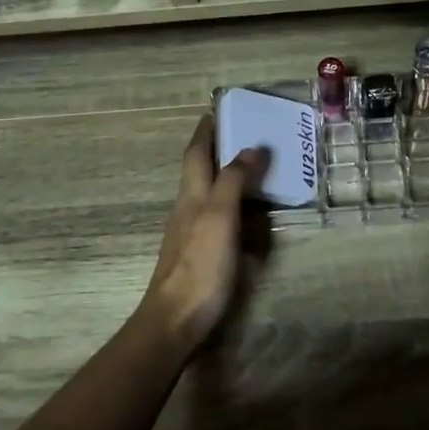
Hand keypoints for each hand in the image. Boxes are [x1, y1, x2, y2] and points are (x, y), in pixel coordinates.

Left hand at [139, 116, 269, 348]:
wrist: (176, 319)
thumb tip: (250, 147)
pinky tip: (246, 214)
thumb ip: (233, 181)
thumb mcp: (220, 217)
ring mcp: (191, 232)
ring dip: (226, 175)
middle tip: (244, 134)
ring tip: (252, 168)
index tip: (217, 110)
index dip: (206, 131)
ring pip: (208, 193)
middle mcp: (187, 208)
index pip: (196, 153)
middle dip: (217, 149)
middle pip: (200, 170)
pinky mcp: (199, 254)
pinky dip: (232, 204)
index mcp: (191, 195)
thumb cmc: (200, 265)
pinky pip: (217, 217)